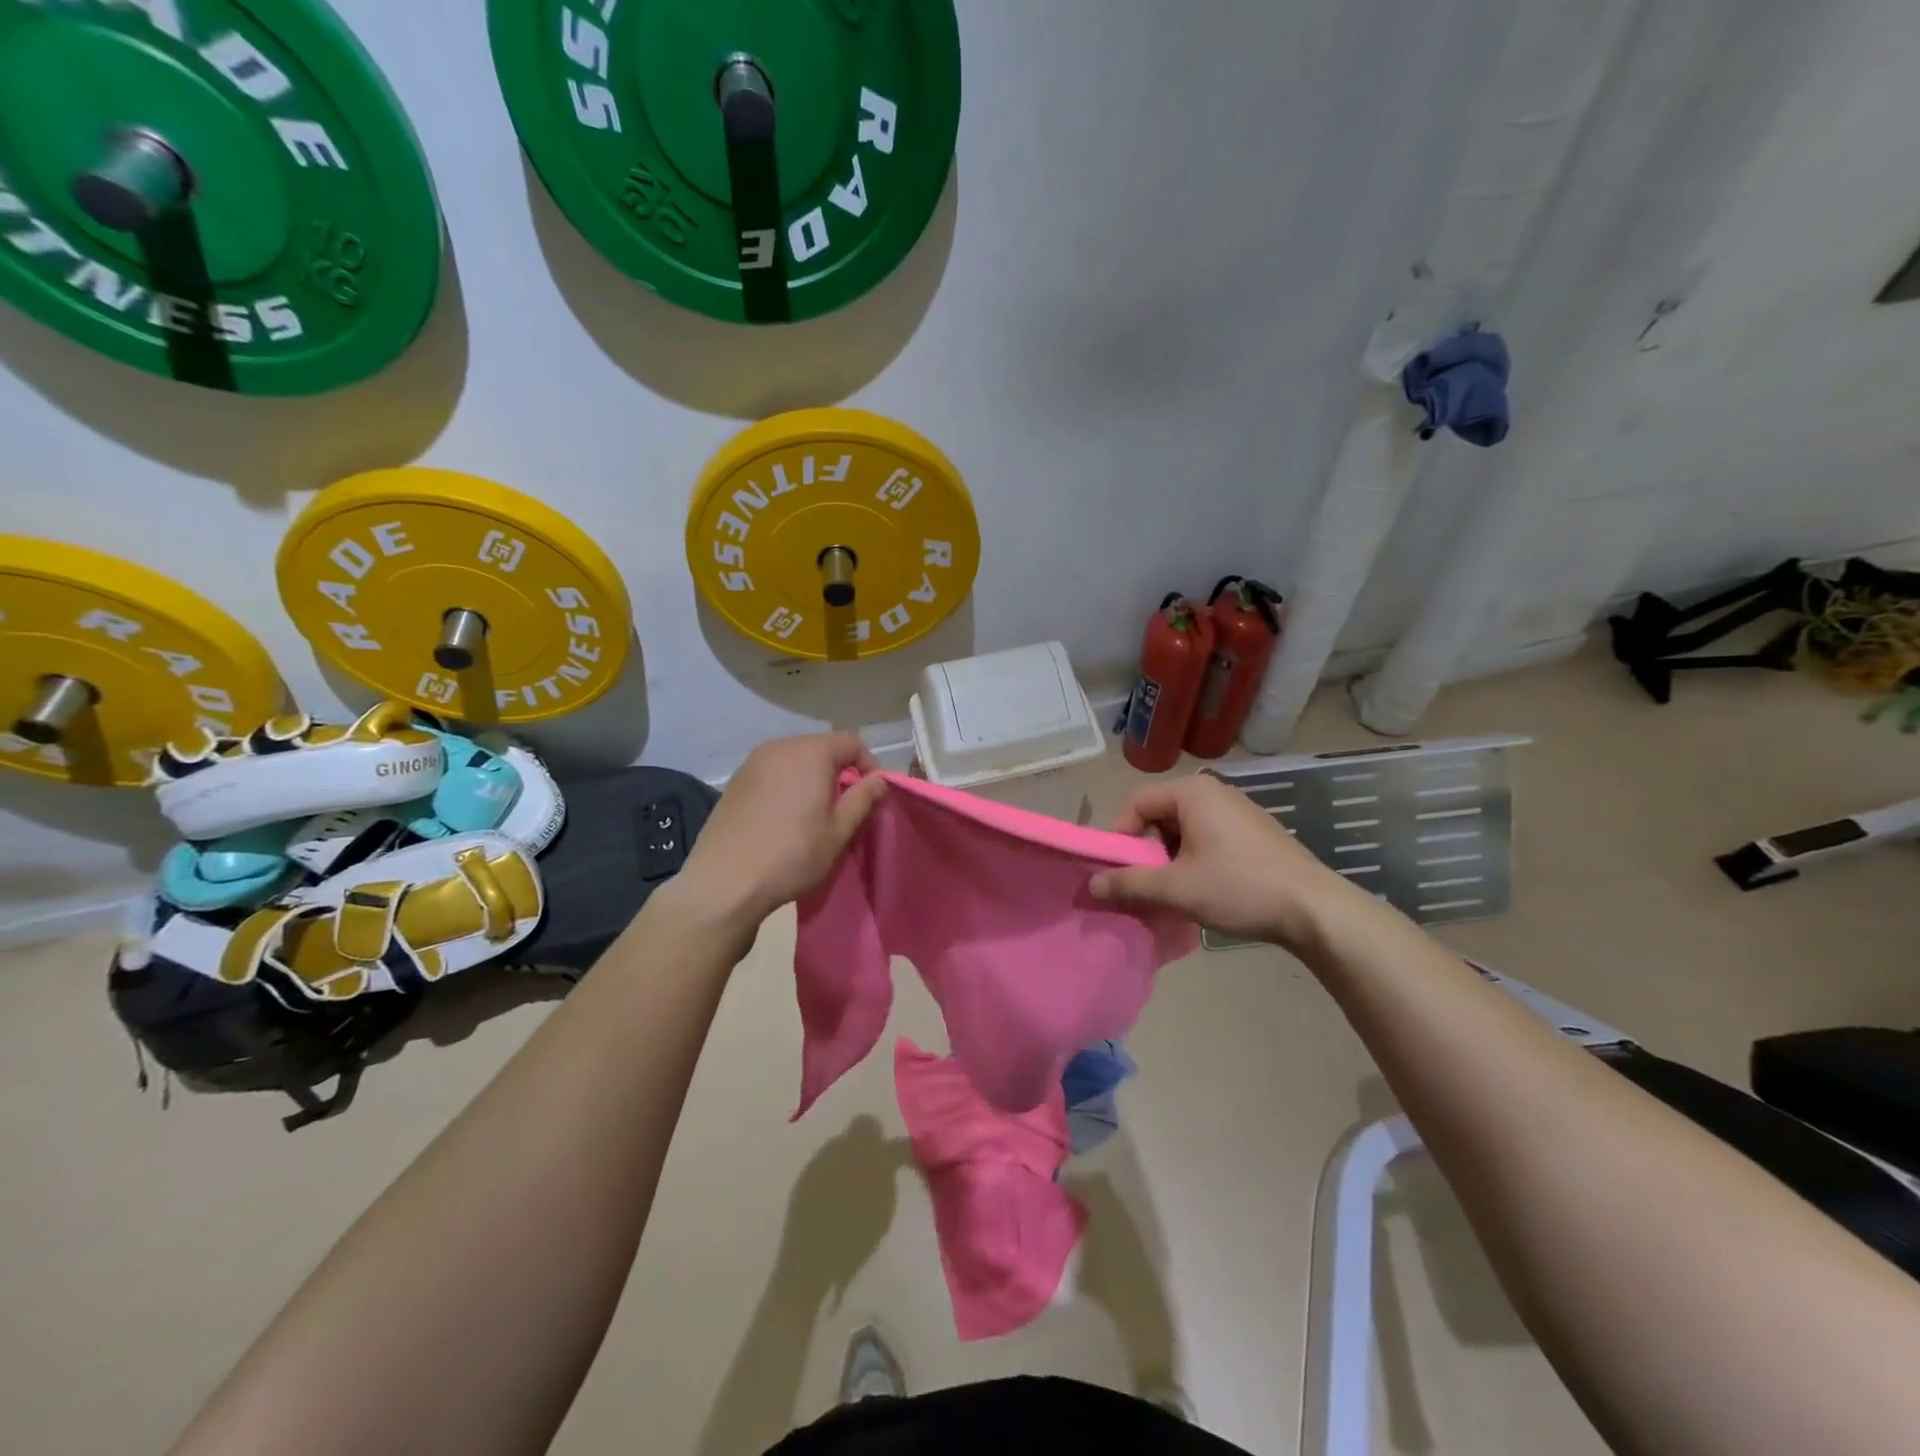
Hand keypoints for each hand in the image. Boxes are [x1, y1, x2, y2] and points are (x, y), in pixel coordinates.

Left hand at [678, 732, 888, 927]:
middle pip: (821, 748)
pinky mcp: (735, 781)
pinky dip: (787, 785)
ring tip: (814, 814)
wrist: (725, 882)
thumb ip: (863, 798)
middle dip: (839, 771)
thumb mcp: (839, 831)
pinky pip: (773, 773)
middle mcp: (780, 747)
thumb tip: (879, 779)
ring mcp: (753, 762)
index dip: (869, 765)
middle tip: (845, 807)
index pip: (851, 743)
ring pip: (795, 760)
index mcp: (810, 753)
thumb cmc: (792, 855)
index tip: (871, 795)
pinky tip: (784, 818)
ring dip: (812, 779)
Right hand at [1089, 773, 1367, 951]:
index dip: (1120, 836)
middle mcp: (1215, 792)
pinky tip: (1205, 889)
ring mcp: (1239, 811)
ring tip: (1175, 891)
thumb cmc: (1239, 888)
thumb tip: (1091, 886)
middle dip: (1147, 850)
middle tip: (1147, 884)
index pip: (1136, 802)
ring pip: (1184, 829)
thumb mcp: (1176, 888)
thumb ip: (1129, 883)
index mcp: (1193, 793)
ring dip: (1171, 858)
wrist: (1315, 909)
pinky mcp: (1255, 832)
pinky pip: (1209, 837)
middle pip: (1160, 814)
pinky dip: (1195, 859)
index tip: (1120, 870)